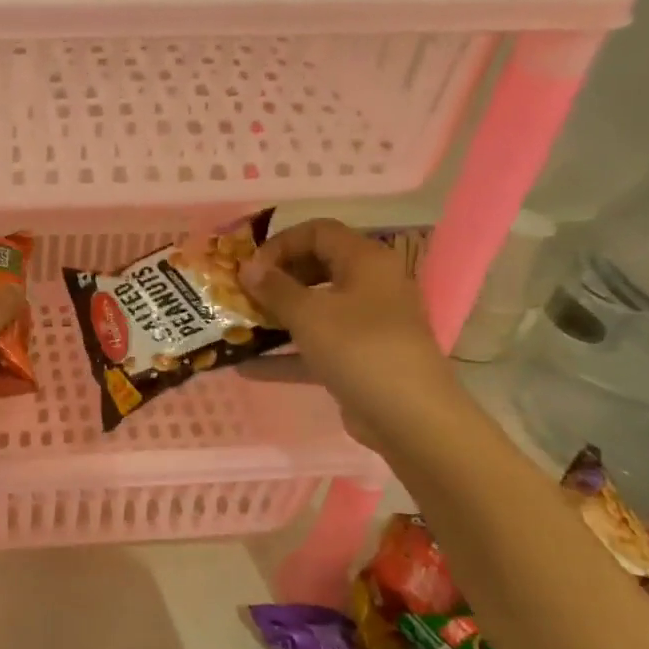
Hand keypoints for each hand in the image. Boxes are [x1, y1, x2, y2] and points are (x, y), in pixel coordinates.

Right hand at [237, 219, 459, 450]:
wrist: (408, 416)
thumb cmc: (358, 349)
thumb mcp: (308, 314)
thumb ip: (274, 288)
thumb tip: (248, 267)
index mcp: (365, 261)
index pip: (318, 231)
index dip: (281, 243)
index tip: (251, 270)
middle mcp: (370, 285)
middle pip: (316, 268)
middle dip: (276, 280)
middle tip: (243, 296)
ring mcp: (366, 324)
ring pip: (315, 309)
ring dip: (277, 317)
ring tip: (240, 326)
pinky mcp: (359, 359)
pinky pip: (316, 347)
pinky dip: (286, 354)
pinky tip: (247, 367)